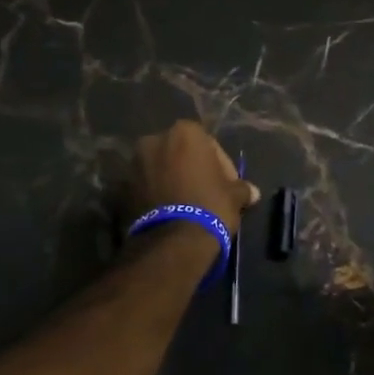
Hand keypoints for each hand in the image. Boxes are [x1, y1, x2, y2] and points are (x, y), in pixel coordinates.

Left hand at [128, 121, 259, 238]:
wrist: (171, 242)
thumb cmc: (209, 206)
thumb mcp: (234, 197)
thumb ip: (242, 189)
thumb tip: (252, 192)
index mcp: (184, 132)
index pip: (210, 145)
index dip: (221, 166)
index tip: (228, 186)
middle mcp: (155, 140)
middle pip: (181, 153)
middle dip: (193, 169)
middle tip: (207, 192)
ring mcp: (134, 164)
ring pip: (161, 168)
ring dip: (173, 181)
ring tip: (187, 204)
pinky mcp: (121, 188)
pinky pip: (146, 186)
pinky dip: (157, 194)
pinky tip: (170, 212)